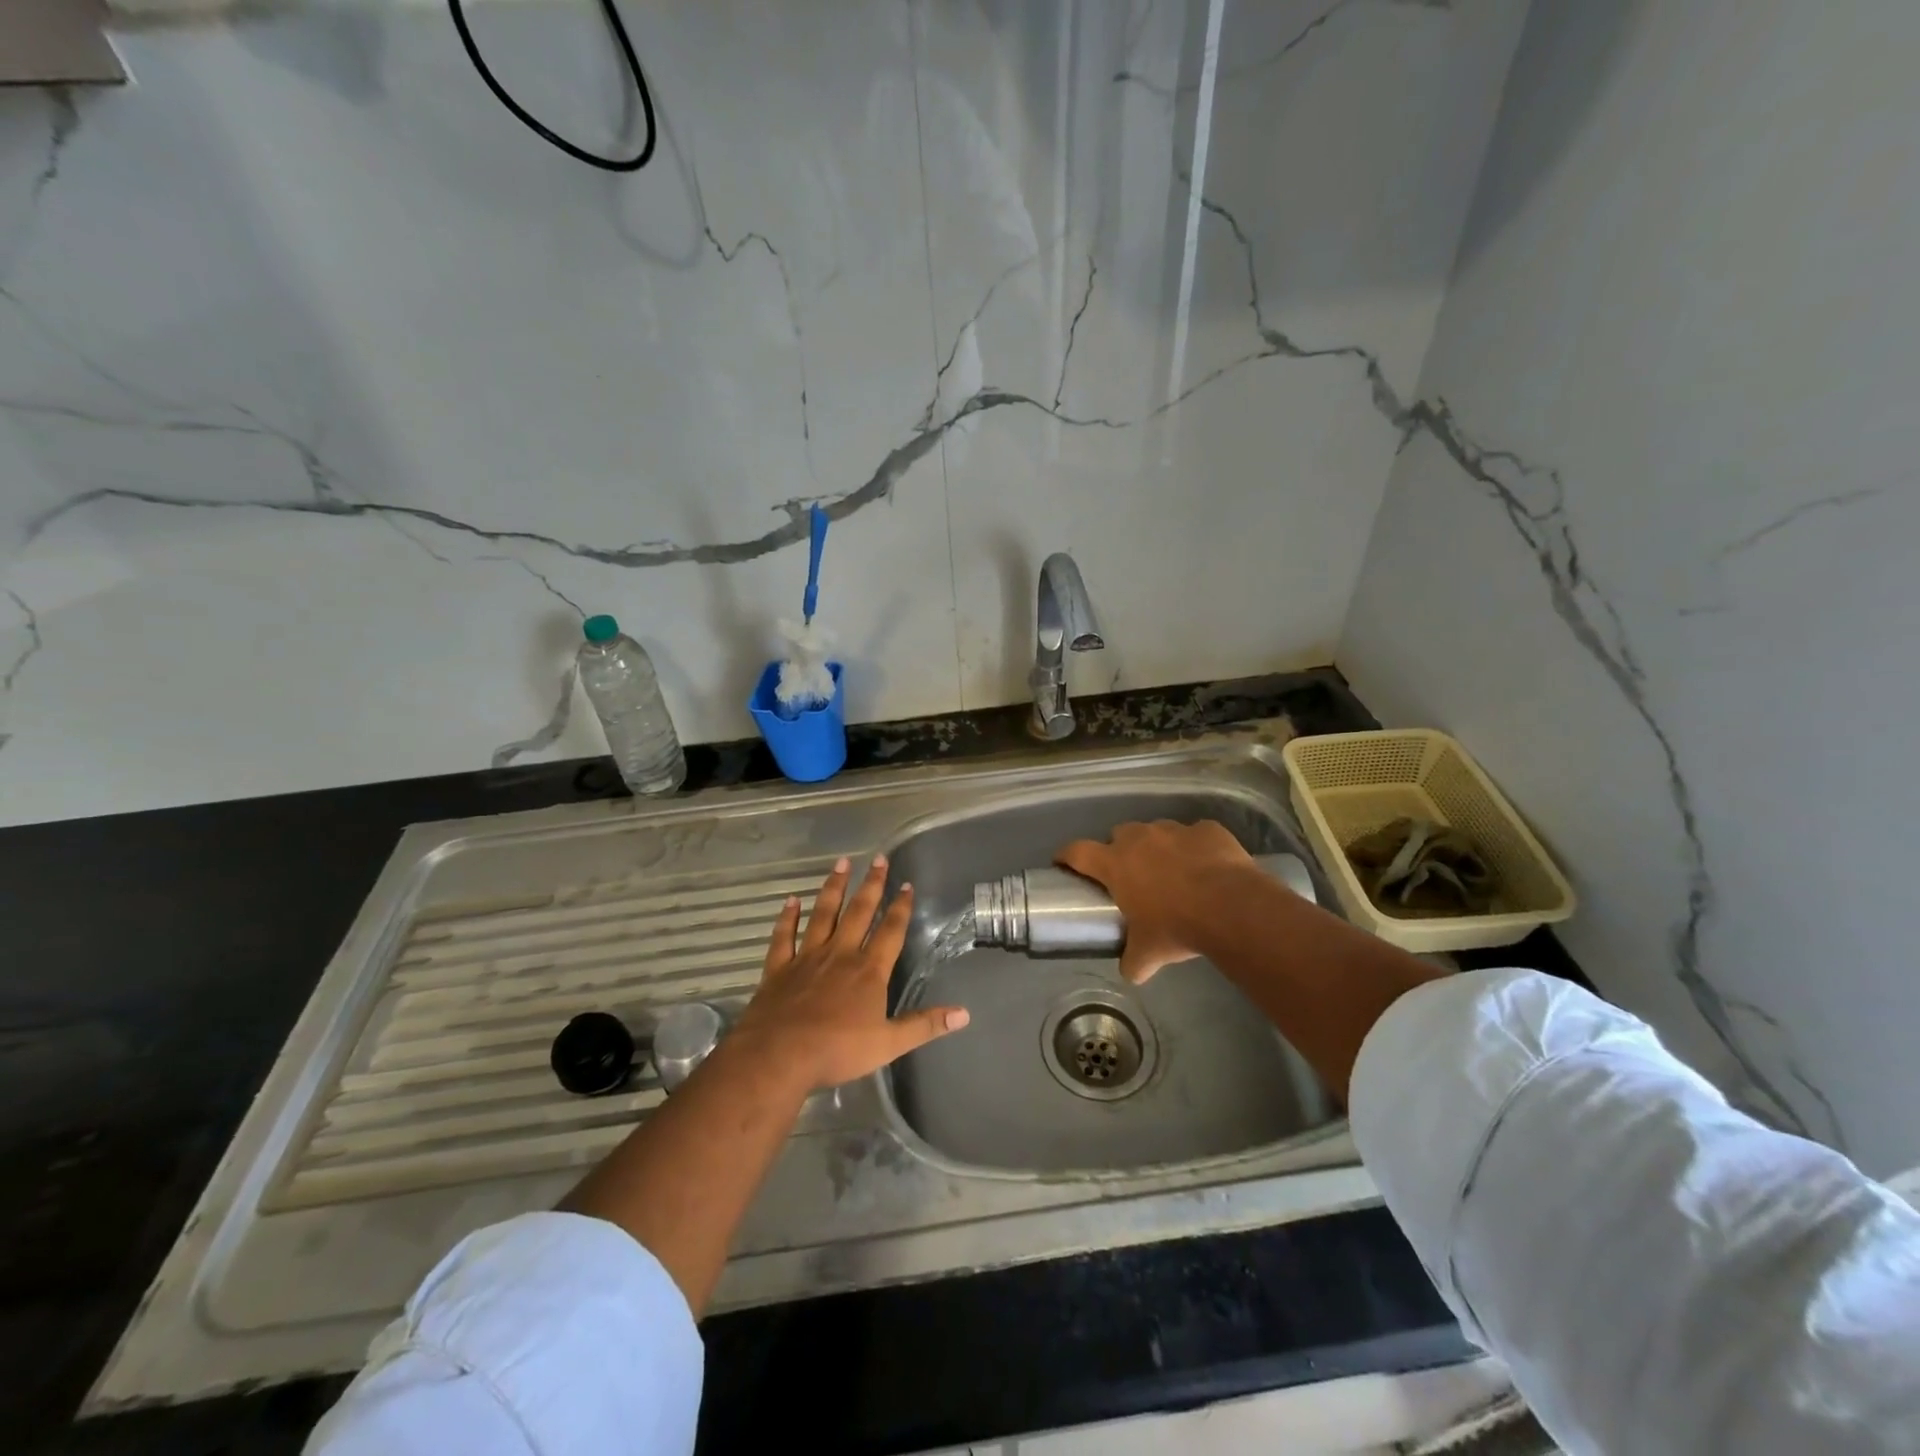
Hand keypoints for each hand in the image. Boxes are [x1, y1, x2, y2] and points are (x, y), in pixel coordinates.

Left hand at [732, 855, 970, 1091]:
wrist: (779, 1056)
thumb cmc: (837, 1051)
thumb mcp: (888, 1044)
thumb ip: (925, 1025)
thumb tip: (964, 1013)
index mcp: (869, 971)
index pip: (890, 931)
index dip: (900, 907)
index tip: (906, 884)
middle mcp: (840, 954)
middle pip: (859, 912)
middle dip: (872, 885)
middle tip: (879, 858)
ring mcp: (807, 957)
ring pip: (823, 914)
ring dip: (834, 888)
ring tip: (842, 863)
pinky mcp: (779, 968)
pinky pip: (784, 936)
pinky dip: (788, 917)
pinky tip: (791, 900)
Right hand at [1056, 820, 1262, 982]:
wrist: (1231, 908)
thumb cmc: (1177, 927)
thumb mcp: (1149, 953)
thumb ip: (1134, 961)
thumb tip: (1131, 973)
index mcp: (1116, 864)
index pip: (1078, 852)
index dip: (1067, 855)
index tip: (1062, 861)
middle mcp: (1139, 839)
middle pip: (1118, 834)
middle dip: (1120, 850)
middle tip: (1130, 874)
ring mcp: (1174, 830)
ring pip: (1157, 832)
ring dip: (1159, 847)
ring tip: (1173, 871)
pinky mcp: (1207, 829)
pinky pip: (1196, 835)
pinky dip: (1196, 848)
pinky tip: (1207, 867)